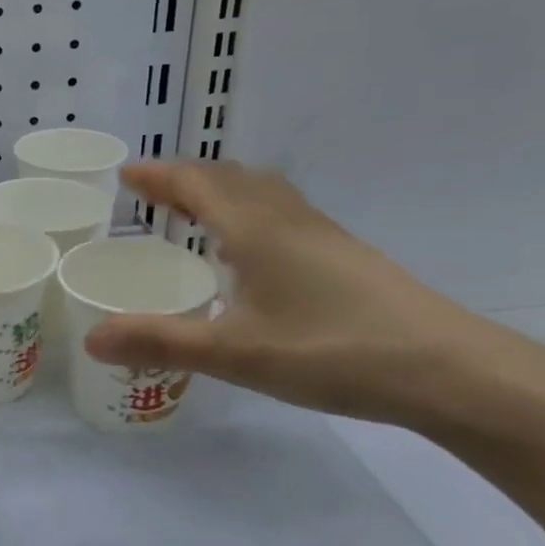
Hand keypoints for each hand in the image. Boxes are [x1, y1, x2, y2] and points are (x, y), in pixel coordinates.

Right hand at [85, 162, 544, 431]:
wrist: (453, 372)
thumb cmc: (335, 352)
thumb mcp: (236, 354)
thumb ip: (161, 342)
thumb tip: (90, 338)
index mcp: (255, 229)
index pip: (196, 183)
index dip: (158, 175)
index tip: (125, 174)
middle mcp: (287, 220)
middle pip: (229, 177)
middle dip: (185, 178)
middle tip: (151, 194)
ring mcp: (323, 235)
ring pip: (262, 192)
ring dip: (221, 190)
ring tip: (194, 213)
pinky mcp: (346, 256)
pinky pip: (282, 213)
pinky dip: (249, 211)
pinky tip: (251, 251)